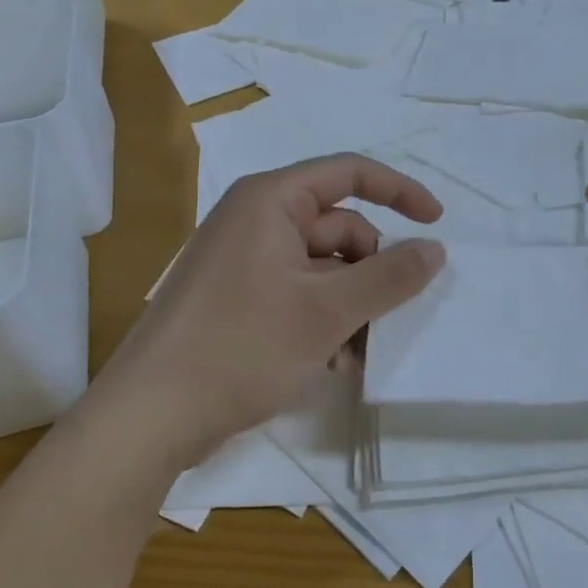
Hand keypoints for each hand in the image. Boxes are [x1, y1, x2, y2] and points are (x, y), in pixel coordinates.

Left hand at [101, 154, 445, 466]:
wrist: (151, 414)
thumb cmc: (241, 347)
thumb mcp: (327, 311)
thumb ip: (389, 277)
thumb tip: (435, 249)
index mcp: (270, 201)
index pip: (349, 173)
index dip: (399, 191)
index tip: (436, 223)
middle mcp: (256, 220)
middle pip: (339, 228)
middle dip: (370, 274)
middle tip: (385, 319)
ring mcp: (244, 261)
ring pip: (323, 269)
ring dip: (351, 306)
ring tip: (356, 354)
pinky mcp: (238, 298)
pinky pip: (299, 294)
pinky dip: (324, 321)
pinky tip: (332, 363)